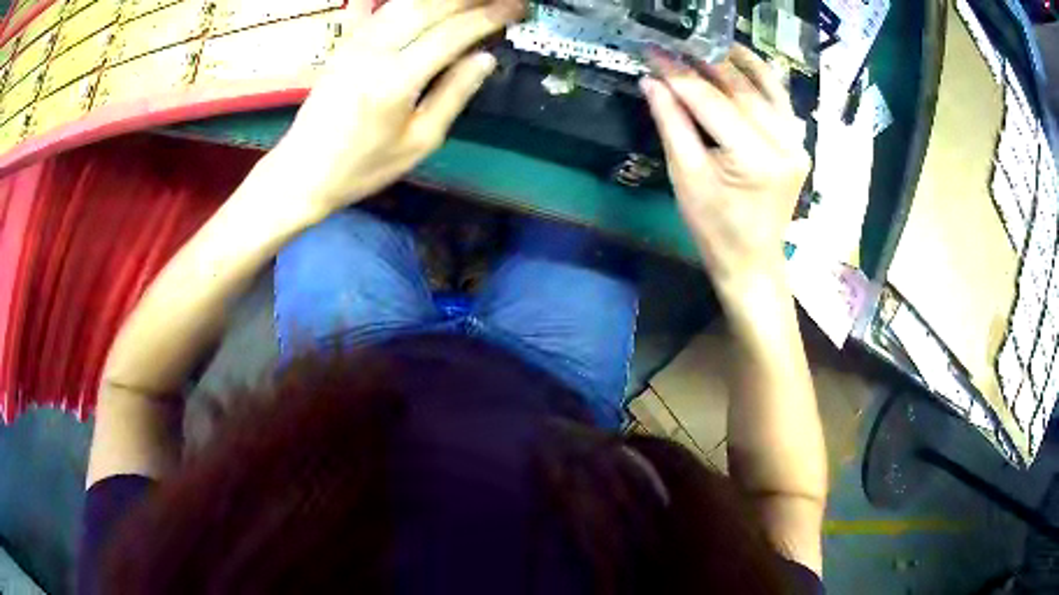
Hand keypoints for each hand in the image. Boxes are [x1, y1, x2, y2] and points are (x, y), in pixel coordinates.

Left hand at [274, 0, 523, 214]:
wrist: (301, 172)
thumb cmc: (362, 168)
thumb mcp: (418, 142)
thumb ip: (453, 95)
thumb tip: (486, 58)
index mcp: (395, 82)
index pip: (450, 35)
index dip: (488, 17)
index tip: (517, 7)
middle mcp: (374, 52)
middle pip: (428, 7)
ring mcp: (356, 43)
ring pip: (406, 2)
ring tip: (473, 0)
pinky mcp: (346, 43)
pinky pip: (386, 9)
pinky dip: (414, 0)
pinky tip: (432, 3)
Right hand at [641, 45, 809, 301]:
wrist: (753, 260)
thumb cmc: (714, 229)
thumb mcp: (686, 177)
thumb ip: (671, 123)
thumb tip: (652, 80)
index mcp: (753, 159)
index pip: (710, 102)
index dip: (678, 74)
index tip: (653, 52)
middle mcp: (783, 144)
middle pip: (739, 89)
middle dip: (702, 63)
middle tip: (673, 43)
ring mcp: (796, 142)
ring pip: (763, 87)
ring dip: (733, 61)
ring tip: (705, 42)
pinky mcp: (798, 143)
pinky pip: (779, 99)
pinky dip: (760, 76)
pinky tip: (741, 59)